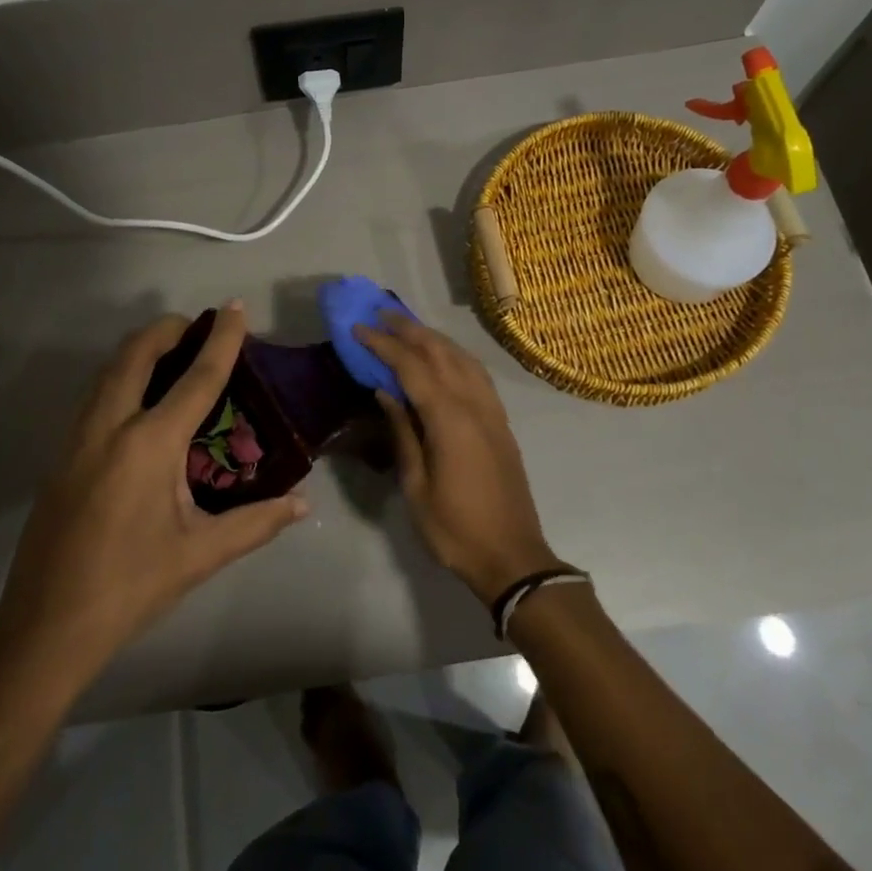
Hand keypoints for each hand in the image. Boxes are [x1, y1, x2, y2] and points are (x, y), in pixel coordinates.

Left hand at [0, 303, 307, 675]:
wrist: (46, 627)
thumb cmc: (130, 587)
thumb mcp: (200, 555)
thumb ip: (255, 523)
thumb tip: (302, 504)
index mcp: (149, 445)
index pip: (195, 378)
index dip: (221, 339)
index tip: (235, 308)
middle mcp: (109, 427)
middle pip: (136, 354)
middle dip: (168, 329)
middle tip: (199, 327)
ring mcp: (77, 438)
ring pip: (108, 370)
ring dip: (140, 349)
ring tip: (173, 354)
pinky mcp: (61, 455)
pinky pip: (95, 395)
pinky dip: (121, 376)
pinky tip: (139, 400)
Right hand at [356, 312, 562, 605]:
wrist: (512, 557)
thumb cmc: (454, 528)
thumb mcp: (416, 485)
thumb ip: (403, 432)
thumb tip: (386, 391)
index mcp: (449, 419)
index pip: (411, 367)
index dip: (384, 344)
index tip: (359, 328)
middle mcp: (474, 404)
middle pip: (440, 352)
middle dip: (409, 329)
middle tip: (380, 313)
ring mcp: (492, 411)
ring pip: (463, 358)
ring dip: (434, 338)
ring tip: (408, 327)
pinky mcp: (501, 423)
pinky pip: (478, 375)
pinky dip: (456, 356)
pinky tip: (445, 357)